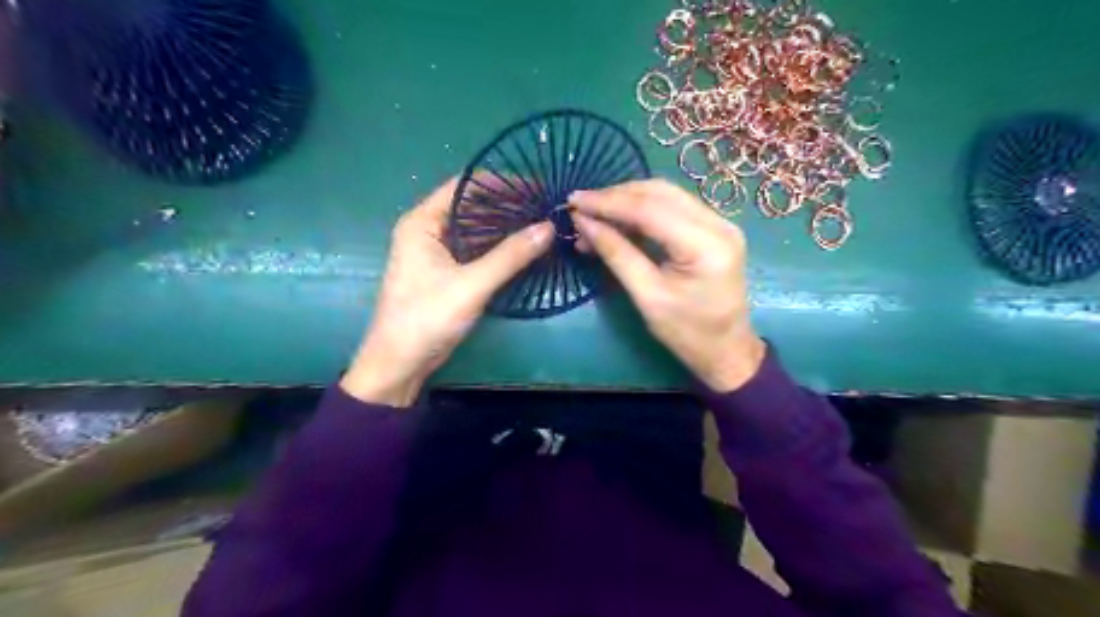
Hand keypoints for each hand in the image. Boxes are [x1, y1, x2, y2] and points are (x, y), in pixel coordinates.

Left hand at [343, 178, 554, 407]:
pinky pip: (476, 250)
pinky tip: (524, 248)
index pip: (465, 186)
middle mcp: (428, 230)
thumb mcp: (472, 285)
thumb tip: (549, 227)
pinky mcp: (446, 272)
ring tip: (541, 223)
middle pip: (472, 206)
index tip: (536, 185)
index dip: (502, 182)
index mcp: (422, 222)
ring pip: (476, 229)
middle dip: (508, 205)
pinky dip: (498, 247)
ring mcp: (436, 252)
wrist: (399, 363)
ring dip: (505, 227)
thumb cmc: (427, 318)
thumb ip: (510, 256)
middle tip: (545, 206)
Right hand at [572, 179, 760, 389]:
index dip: (609, 202)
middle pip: (659, 193)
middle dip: (616, 196)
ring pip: (665, 195)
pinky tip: (616, 222)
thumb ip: (616, 254)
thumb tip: (583, 222)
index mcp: (706, 245)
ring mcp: (719, 222)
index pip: (650, 209)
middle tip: (580, 206)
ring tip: (593, 216)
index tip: (574, 202)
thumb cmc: (687, 333)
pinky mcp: (713, 228)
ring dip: (626, 201)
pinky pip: (672, 208)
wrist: (726, 350)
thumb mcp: (647, 297)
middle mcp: (719, 223)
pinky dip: (640, 211)